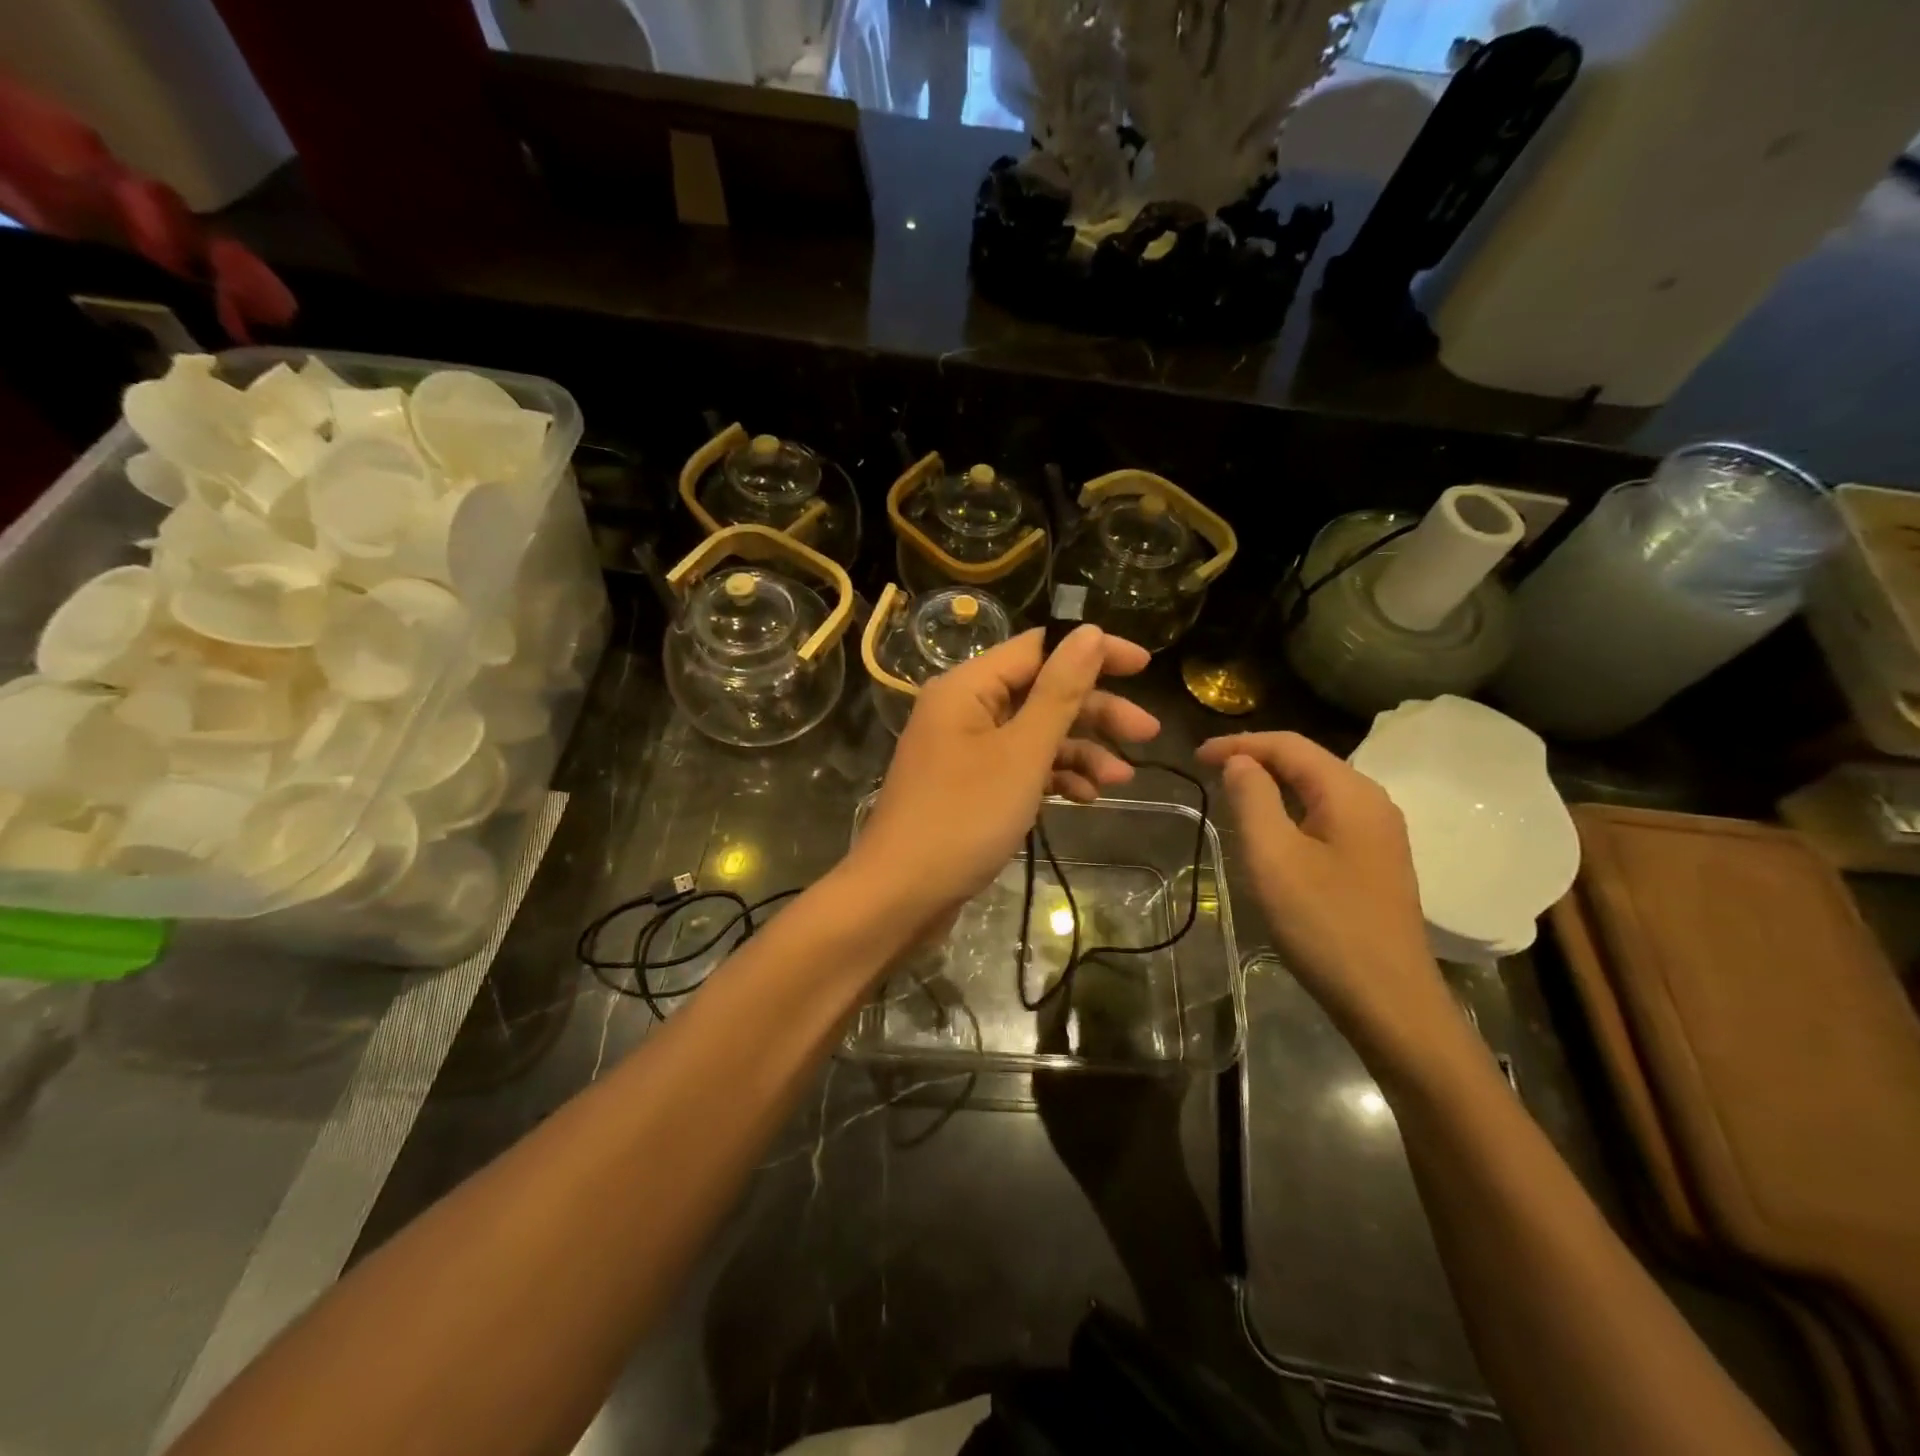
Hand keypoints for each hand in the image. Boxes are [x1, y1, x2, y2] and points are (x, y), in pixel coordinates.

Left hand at [849, 625, 1157, 920]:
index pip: (1039, 648)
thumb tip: (1091, 632)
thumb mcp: (1022, 752)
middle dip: (1095, 712)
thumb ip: (1059, 692)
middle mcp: (964, 709)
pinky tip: (1085, 797)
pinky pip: (1019, 766)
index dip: (1093, 652)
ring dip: (1079, 750)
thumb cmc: (964, 817)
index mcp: (967, 686)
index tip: (1144, 667)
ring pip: (1034, 733)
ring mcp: (966, 749)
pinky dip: (1053, 776)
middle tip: (1147, 732)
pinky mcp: (971, 785)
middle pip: (1041, 692)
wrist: (901, 895)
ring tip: (1120, 780)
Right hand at [1196, 732, 1456, 1060]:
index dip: (1238, 744)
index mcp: (1350, 793)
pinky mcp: (1376, 861)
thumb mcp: (1273, 856)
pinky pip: (1327, 816)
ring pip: (1317, 789)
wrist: (1388, 1000)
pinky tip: (1271, 830)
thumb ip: (1253, 798)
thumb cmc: (1324, 923)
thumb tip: (1241, 762)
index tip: (1195, 757)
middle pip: (1307, 761)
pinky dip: (1291, 810)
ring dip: (1272, 784)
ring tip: (1231, 795)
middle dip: (1255, 759)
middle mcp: (1372, 802)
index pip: (1289, 745)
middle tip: (1208, 773)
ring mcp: (1379, 833)